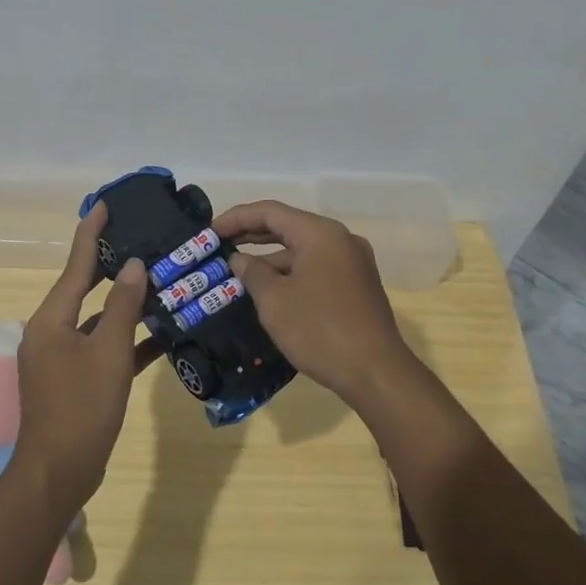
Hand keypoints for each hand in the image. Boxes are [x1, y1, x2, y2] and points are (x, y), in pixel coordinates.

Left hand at [15, 203, 151, 514]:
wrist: (59, 472)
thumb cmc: (82, 406)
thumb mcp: (108, 352)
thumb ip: (123, 306)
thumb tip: (136, 266)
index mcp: (51, 319)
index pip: (75, 264)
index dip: (90, 232)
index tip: (105, 204)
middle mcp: (51, 332)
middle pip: (84, 288)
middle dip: (110, 264)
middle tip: (139, 238)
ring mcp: (61, 358)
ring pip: (96, 319)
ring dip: (124, 304)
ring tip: (157, 279)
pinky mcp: (75, 380)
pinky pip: (102, 348)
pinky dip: (125, 339)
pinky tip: (159, 334)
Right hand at [213, 200, 415, 403]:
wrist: (376, 372)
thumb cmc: (319, 330)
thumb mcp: (275, 301)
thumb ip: (253, 272)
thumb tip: (239, 259)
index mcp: (321, 234)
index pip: (271, 212)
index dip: (237, 218)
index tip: (210, 231)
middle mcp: (341, 240)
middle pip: (289, 226)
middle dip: (252, 234)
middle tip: (219, 244)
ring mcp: (353, 263)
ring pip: (303, 249)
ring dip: (271, 257)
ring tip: (238, 270)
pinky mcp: (357, 285)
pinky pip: (316, 267)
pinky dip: (291, 272)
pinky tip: (269, 289)